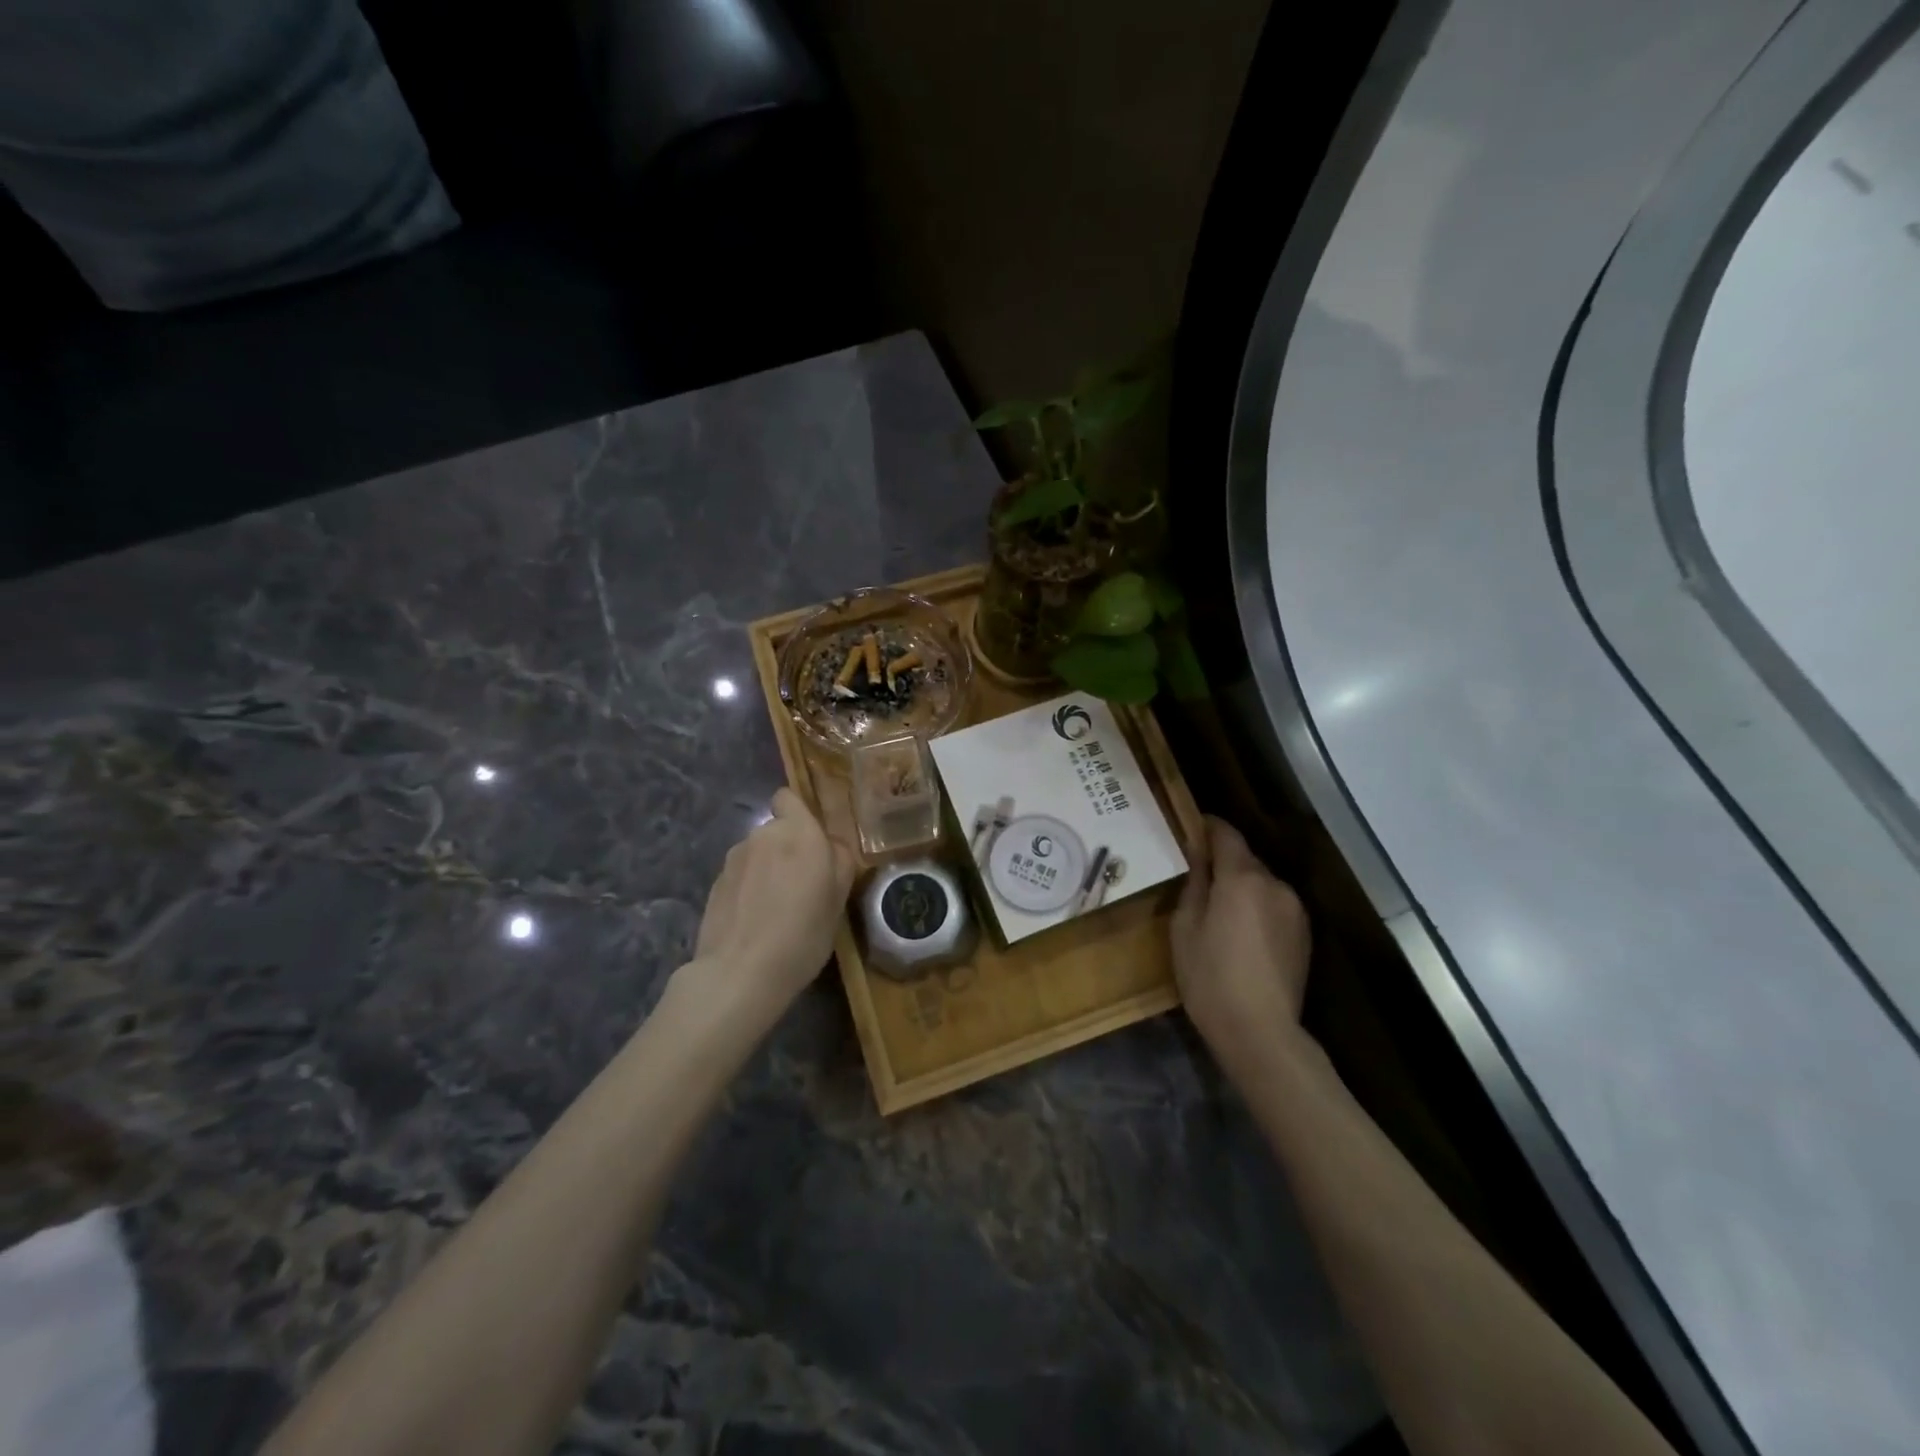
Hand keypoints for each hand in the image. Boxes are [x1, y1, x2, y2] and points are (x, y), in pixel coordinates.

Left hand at [684, 788, 856, 1025]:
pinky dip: (748, 889)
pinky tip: (754, 920)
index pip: (789, 798)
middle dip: (787, 849)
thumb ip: (838, 862)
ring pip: (757, 853)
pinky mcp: (714, 883)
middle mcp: (763, 835)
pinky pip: (740, 875)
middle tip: (801, 886)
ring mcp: (734, 858)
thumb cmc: (802, 934)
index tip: (812, 843)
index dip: (799, 814)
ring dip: (766, 869)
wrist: (740, 973)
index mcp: (799, 832)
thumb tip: (831, 846)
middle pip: (776, 830)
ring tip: (775, 909)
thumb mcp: (838, 901)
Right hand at [1170, 817, 1313, 1074]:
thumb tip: (1199, 856)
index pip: (1226, 834)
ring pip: (1262, 884)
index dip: (1208, 826)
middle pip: (1246, 859)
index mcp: (1242, 878)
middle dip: (1223, 861)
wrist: (1260, 1032)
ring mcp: (1295, 910)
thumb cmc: (1210, 977)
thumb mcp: (1185, 927)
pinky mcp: (1304, 935)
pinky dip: (1257, 908)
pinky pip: (1275, 906)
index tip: (1191, 826)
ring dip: (1242, 887)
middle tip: (1197, 876)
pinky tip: (1241, 934)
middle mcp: (1275, 885)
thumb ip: (1195, 884)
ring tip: (1218, 910)